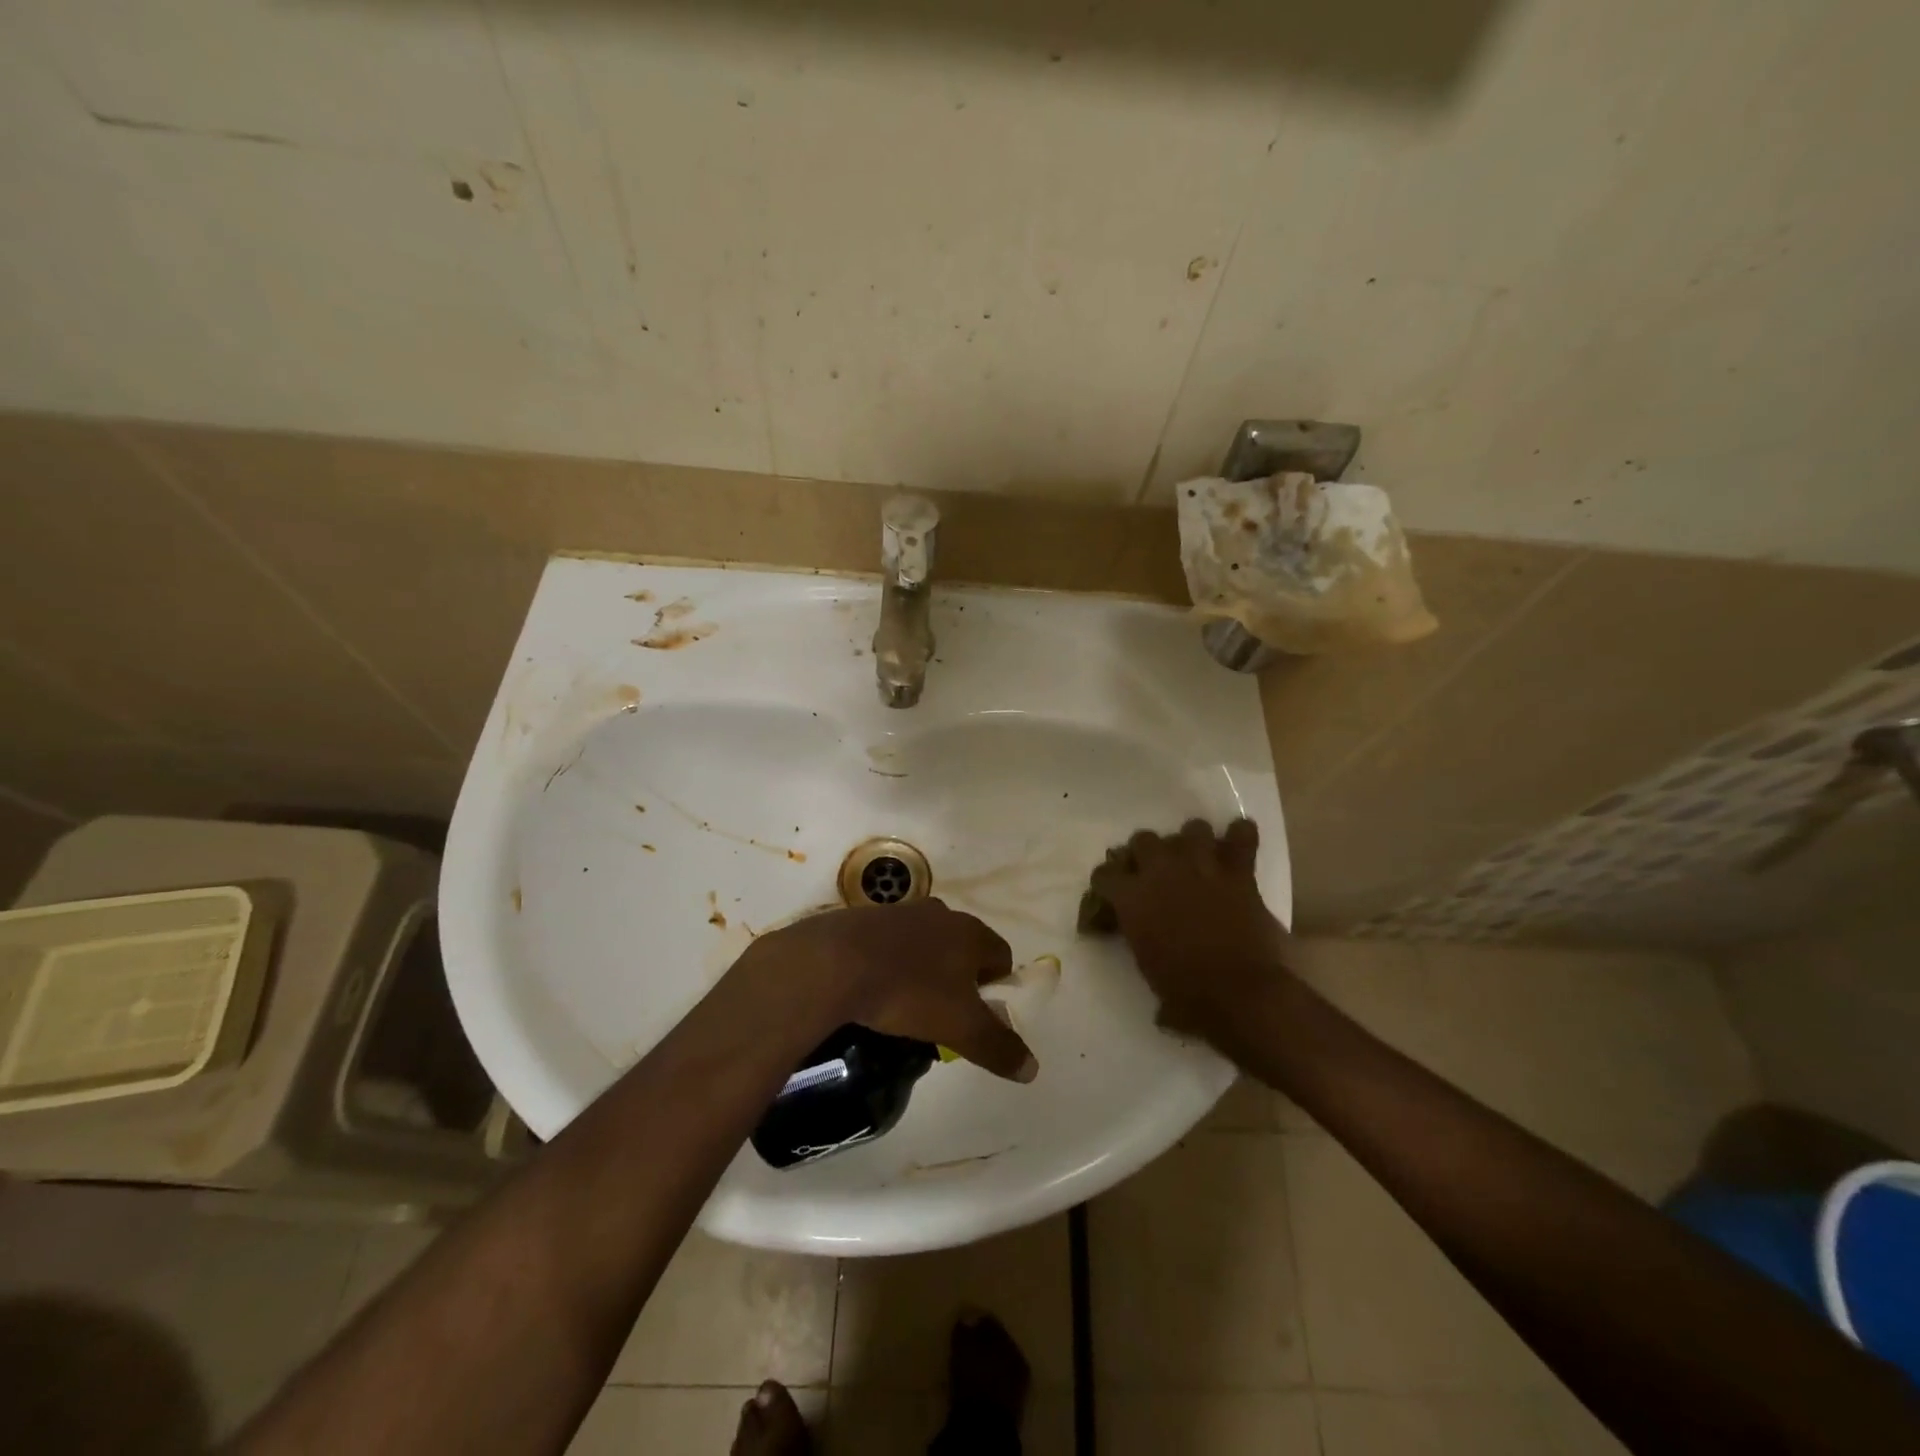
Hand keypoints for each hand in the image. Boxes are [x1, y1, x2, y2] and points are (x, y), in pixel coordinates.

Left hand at [736, 900, 1036, 1082]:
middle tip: (944, 1016)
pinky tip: (875, 990)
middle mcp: (940, 913)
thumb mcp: (961, 1028)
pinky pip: (892, 944)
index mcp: (970, 931)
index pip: (1001, 955)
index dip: (997, 988)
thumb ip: (998, 1046)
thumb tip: (1032, 1068)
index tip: (980, 1016)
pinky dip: (892, 964)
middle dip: (960, 979)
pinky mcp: (866, 918)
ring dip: (925, 970)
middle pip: (963, 948)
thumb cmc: (909, 991)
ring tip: (906, 1006)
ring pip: (926, 944)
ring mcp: (901, 912)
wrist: (834, 962)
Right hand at [1088, 819, 1290, 1041]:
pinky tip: (1239, 840)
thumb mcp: (1147, 968)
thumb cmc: (1187, 994)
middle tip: (1155, 873)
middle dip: (1146, 853)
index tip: (1112, 894)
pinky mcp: (1238, 873)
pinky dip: (1241, 836)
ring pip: (1192, 828)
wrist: (1240, 995)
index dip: (1108, 883)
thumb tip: (1147, 947)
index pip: (1105, 874)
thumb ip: (1141, 943)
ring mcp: (1201, 867)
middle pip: (1144, 840)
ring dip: (1191, 842)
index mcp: (1132, 898)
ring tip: (1196, 858)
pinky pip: (1242, 838)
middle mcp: (1161, 872)